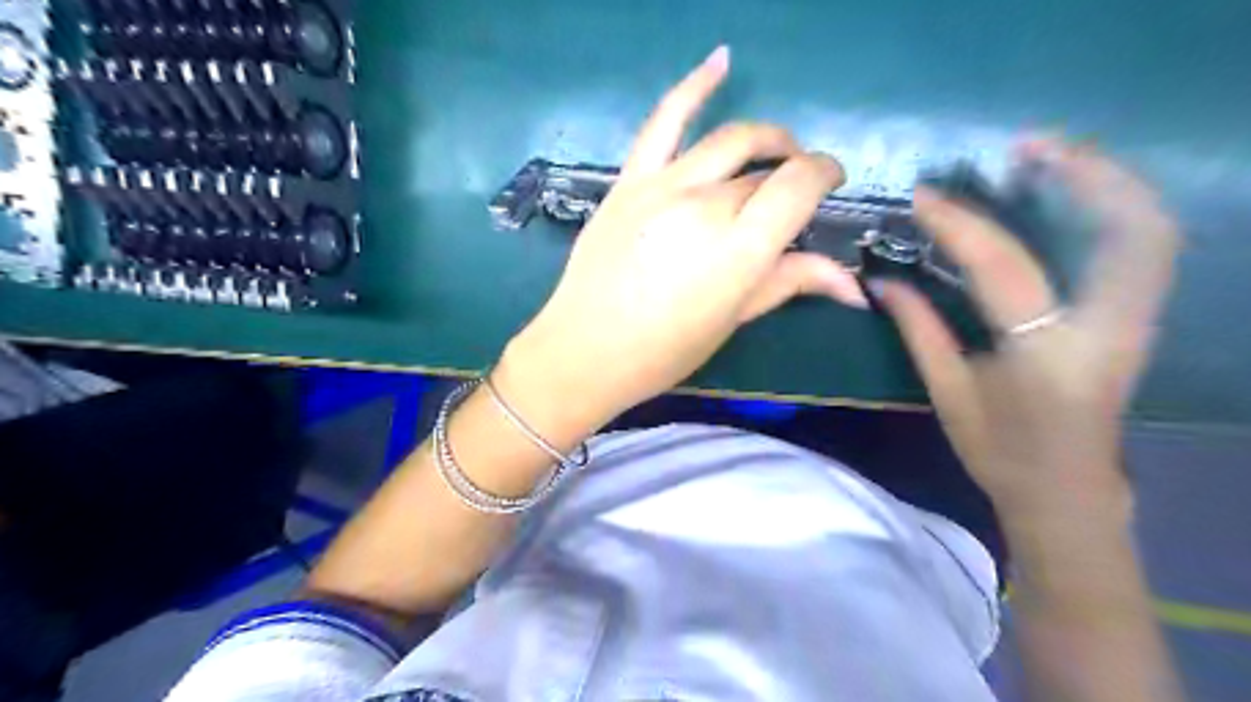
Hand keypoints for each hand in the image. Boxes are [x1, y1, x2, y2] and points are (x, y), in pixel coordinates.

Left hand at [493, 48, 866, 428]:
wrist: (585, 350)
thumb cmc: (665, 350)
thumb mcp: (732, 319)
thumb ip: (791, 284)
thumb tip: (855, 287)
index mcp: (739, 249)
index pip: (799, 184)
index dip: (824, 174)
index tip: (830, 183)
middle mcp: (706, 205)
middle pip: (764, 170)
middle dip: (789, 175)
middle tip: (795, 191)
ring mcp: (663, 186)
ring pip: (729, 141)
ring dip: (764, 138)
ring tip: (776, 149)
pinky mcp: (630, 180)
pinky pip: (664, 120)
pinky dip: (694, 86)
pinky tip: (721, 62)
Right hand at [874, 138, 1179, 521]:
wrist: (1067, 491)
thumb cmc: (1000, 450)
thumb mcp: (948, 392)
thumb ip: (918, 330)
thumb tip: (881, 281)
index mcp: (1045, 355)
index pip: (1003, 269)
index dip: (961, 226)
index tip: (926, 198)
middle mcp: (1107, 330)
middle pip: (1127, 230)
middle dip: (1083, 174)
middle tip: (1025, 146)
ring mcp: (1136, 322)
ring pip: (1149, 232)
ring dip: (1108, 182)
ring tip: (1054, 155)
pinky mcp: (1138, 320)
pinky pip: (1142, 249)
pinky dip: (1115, 209)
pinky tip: (1074, 195)